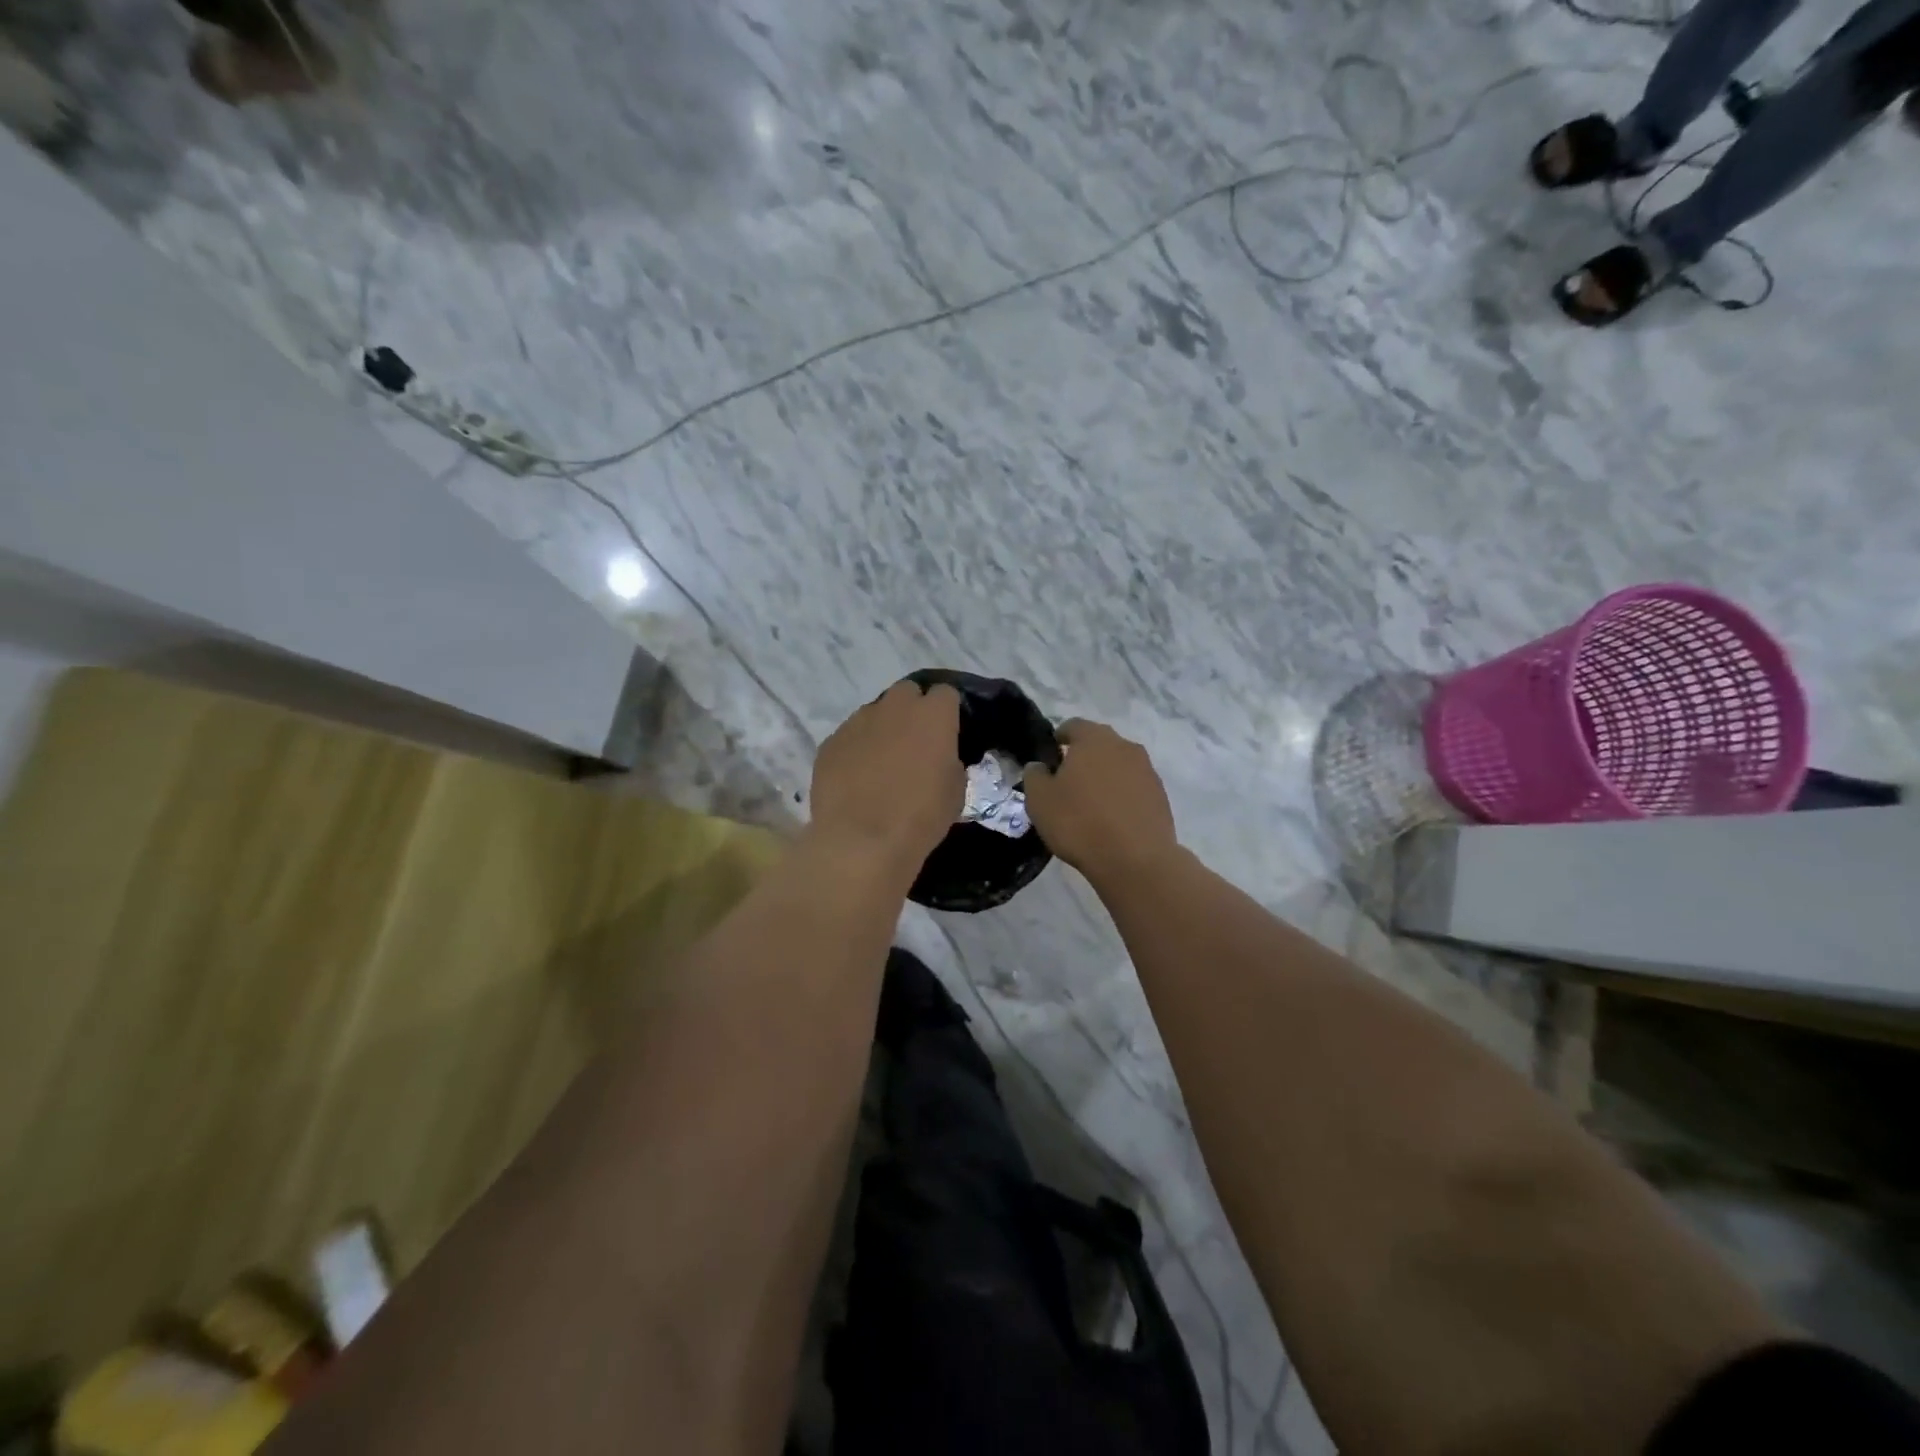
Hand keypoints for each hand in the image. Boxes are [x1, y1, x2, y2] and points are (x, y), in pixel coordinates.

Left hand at [810, 681, 964, 864]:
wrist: (862, 841)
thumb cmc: (920, 817)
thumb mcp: (955, 792)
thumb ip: (950, 762)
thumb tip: (940, 758)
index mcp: (932, 715)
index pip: (946, 694)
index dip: (947, 712)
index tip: (947, 734)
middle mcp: (894, 707)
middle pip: (907, 693)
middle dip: (913, 711)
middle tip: (915, 744)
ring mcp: (857, 721)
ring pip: (875, 713)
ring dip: (882, 729)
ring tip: (882, 764)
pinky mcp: (830, 742)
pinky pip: (849, 737)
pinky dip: (856, 750)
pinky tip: (856, 779)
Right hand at [1023, 719, 1178, 885]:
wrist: (1135, 860)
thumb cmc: (1079, 823)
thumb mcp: (1039, 800)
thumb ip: (1035, 775)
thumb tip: (1040, 766)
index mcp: (1094, 739)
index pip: (1073, 725)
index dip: (1058, 738)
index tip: (1050, 758)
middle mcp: (1124, 746)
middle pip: (1099, 744)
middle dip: (1083, 757)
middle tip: (1067, 782)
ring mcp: (1147, 770)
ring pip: (1119, 765)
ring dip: (1105, 777)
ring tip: (1090, 804)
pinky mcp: (1160, 796)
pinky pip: (1134, 787)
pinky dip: (1122, 796)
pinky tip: (1112, 819)